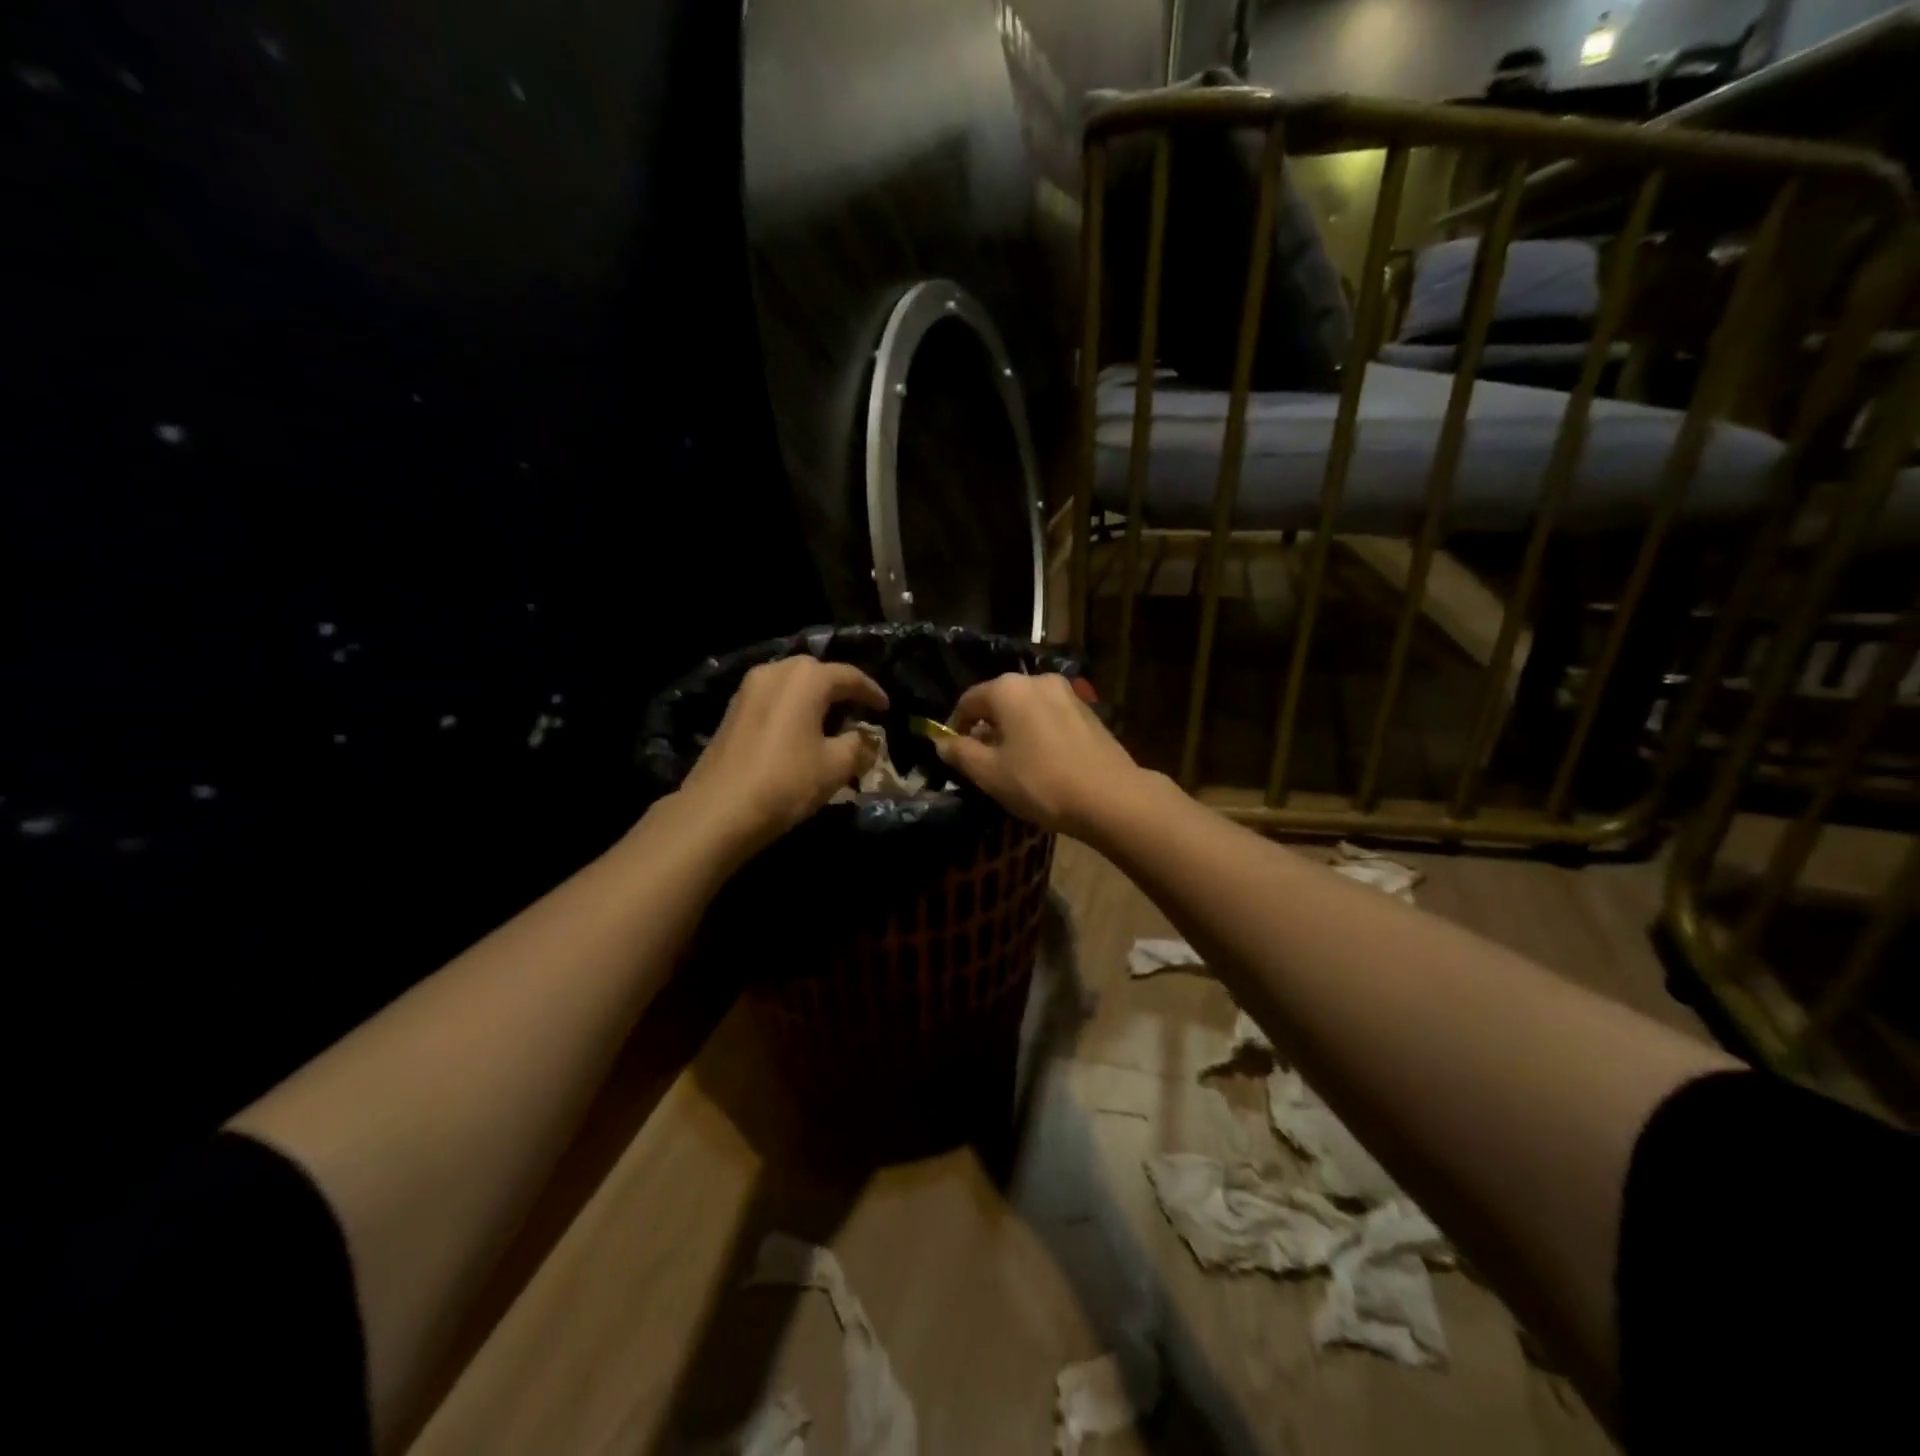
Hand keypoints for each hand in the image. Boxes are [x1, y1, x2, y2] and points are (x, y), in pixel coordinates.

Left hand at [678, 656, 888, 856]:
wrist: (720, 809)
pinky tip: (799, 730)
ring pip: (791, 684)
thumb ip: (859, 745)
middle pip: (817, 673)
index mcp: (806, 678)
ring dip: (813, 698)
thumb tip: (867, 739)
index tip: (886, 708)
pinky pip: (773, 699)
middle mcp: (776, 672)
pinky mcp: (732, 710)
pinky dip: (792, 708)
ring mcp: (749, 689)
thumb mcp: (836, 766)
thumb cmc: (787, 781)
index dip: (872, 693)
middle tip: (858, 710)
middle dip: (839, 689)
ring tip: (830, 720)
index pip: (849, 676)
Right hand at [935, 673, 1143, 837]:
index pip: (968, 701)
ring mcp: (1067, 693)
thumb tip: (941, 742)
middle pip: (998, 701)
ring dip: (1013, 730)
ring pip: (1026, 709)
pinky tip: (1042, 761)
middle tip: (982, 761)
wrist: (1110, 797)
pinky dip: (1037, 732)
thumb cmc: (1041, 782)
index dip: (955, 727)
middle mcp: (1037, 680)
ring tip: (1013, 763)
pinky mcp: (1088, 711)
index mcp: (1008, 689)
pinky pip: (1049, 717)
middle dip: (986, 728)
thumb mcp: (990, 773)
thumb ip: (960, 753)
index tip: (953, 753)